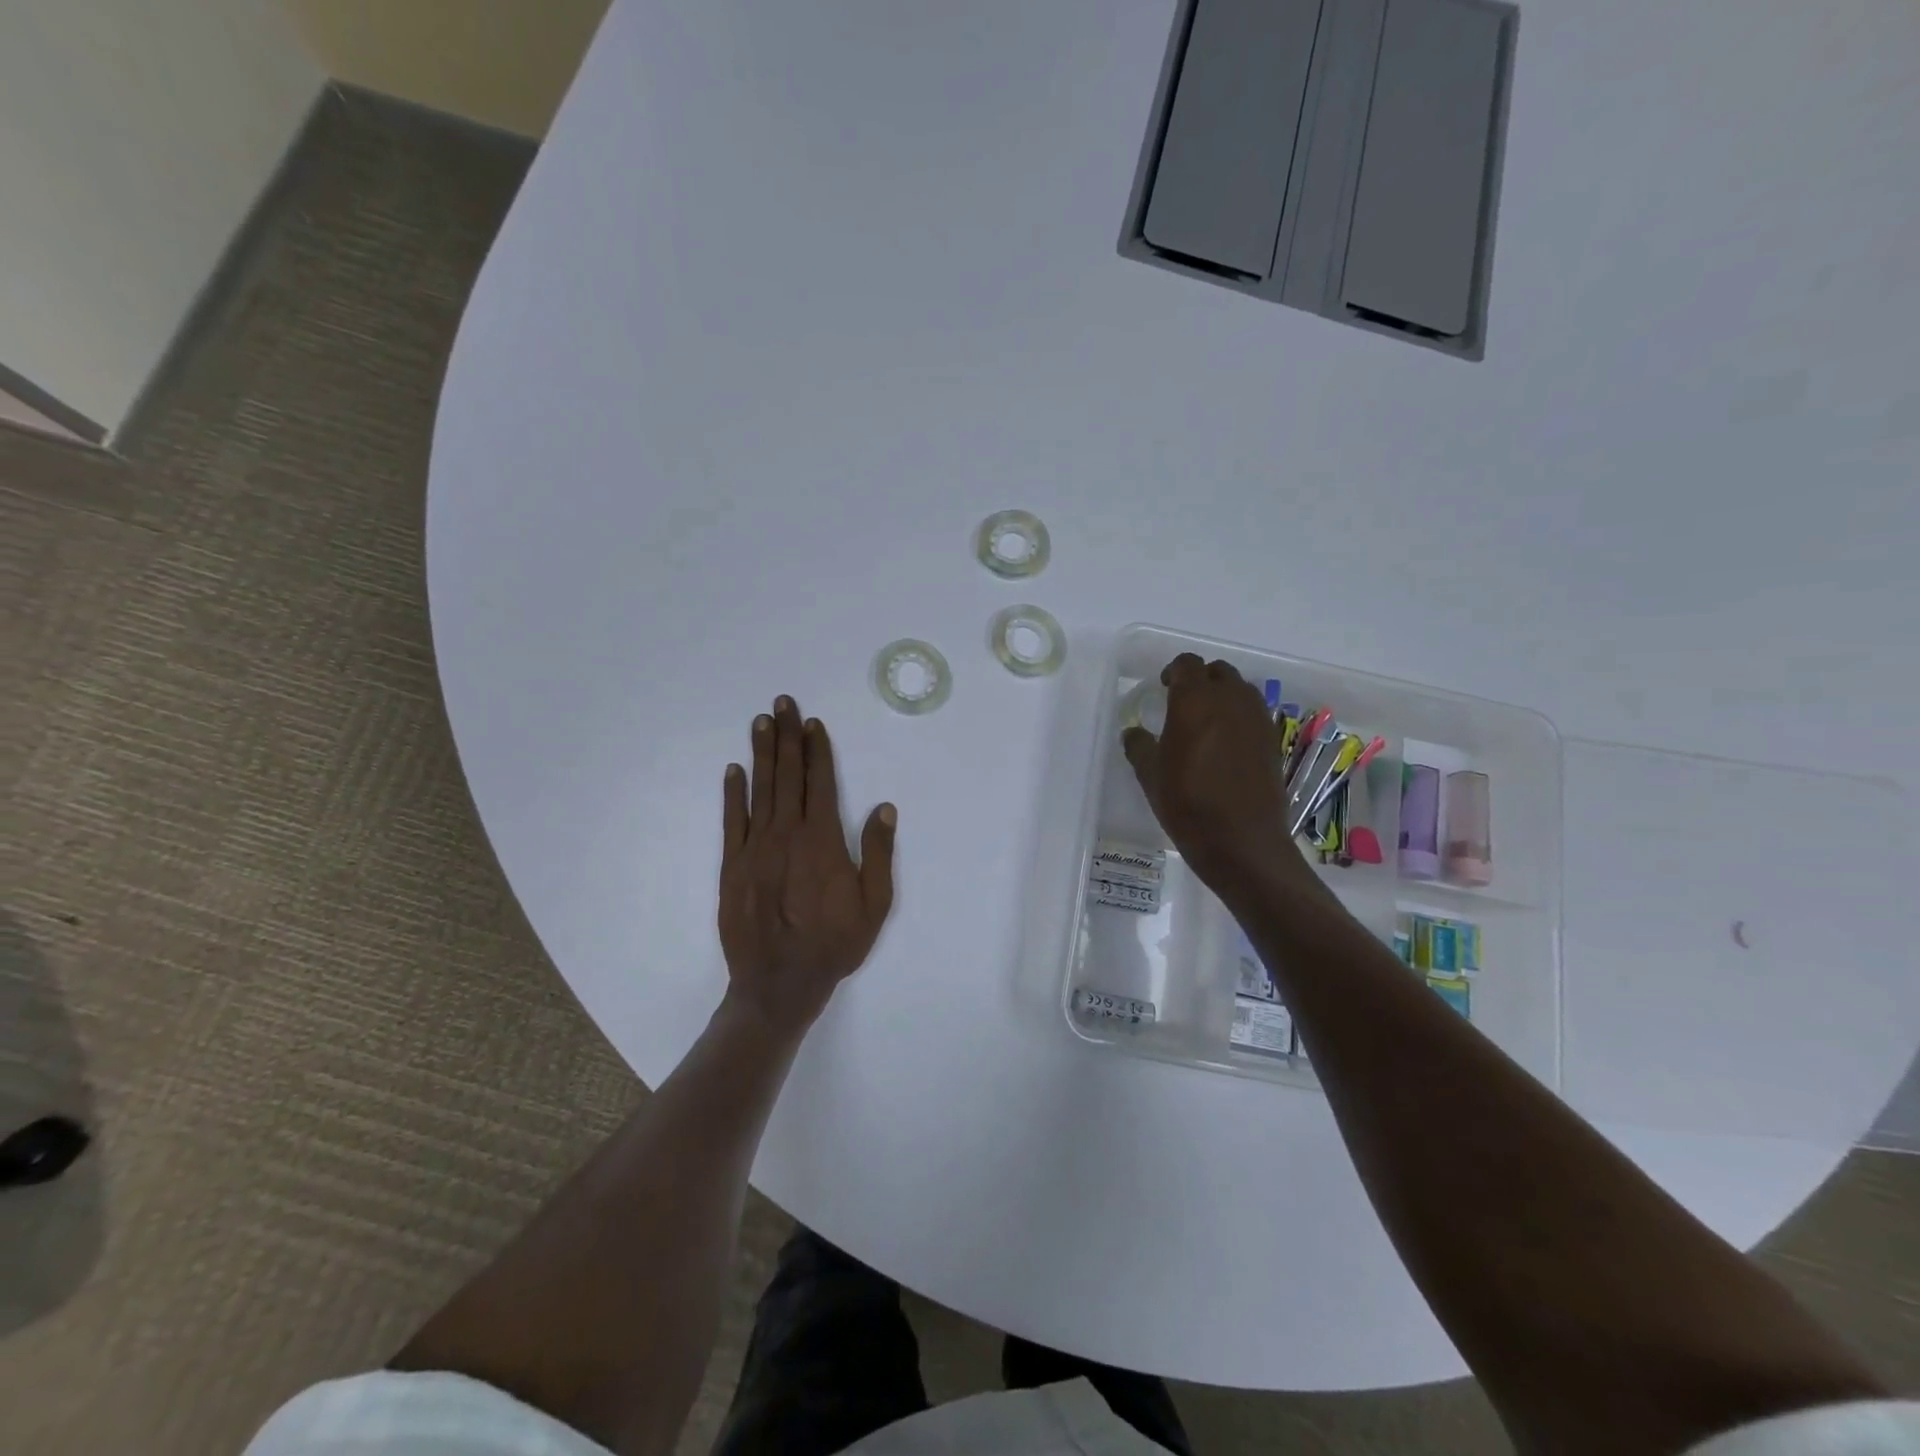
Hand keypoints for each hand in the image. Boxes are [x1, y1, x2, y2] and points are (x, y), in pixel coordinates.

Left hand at [719, 696, 897, 1036]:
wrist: (778, 984)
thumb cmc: (833, 945)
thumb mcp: (874, 905)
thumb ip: (878, 854)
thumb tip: (884, 809)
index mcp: (822, 840)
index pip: (820, 782)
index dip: (817, 750)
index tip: (813, 723)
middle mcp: (786, 834)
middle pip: (788, 775)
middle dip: (787, 737)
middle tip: (783, 703)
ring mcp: (754, 848)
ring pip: (759, 789)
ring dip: (762, 753)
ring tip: (761, 722)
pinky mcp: (732, 865)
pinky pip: (732, 820)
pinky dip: (733, 792)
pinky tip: (734, 770)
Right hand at [1122, 655, 1311, 893]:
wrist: (1243, 842)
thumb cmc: (1188, 804)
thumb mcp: (1150, 776)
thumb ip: (1139, 746)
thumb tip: (1134, 733)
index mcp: (1195, 701)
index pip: (1187, 664)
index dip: (1173, 672)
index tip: (1163, 688)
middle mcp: (1231, 699)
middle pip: (1217, 672)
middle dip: (1200, 681)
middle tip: (1183, 705)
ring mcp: (1257, 719)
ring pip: (1240, 690)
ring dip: (1223, 697)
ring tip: (1206, 724)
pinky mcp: (1273, 740)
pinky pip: (1254, 714)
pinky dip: (1239, 718)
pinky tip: (1226, 746)